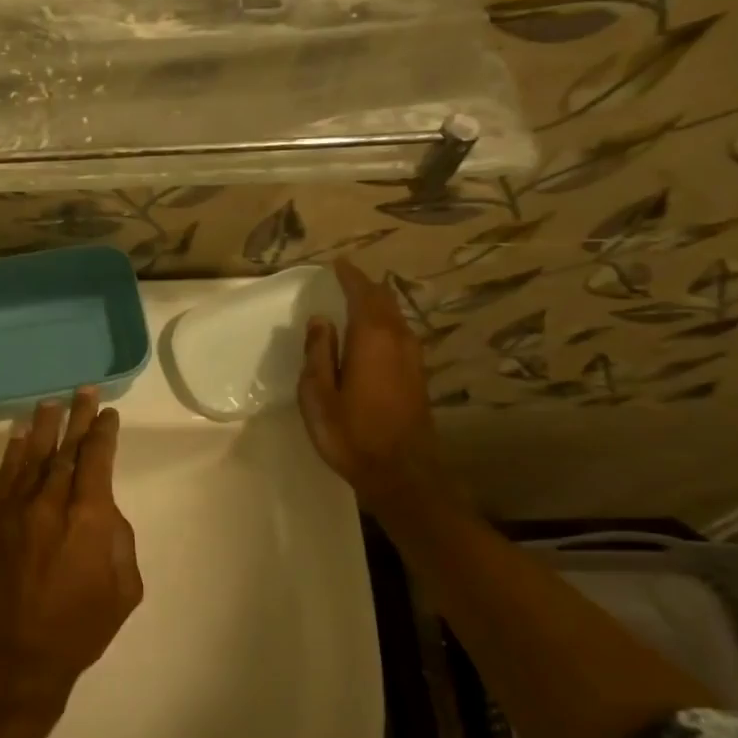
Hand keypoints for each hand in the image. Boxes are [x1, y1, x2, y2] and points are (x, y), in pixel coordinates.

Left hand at [0, 391, 141, 712]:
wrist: (17, 657)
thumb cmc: (79, 628)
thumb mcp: (124, 589)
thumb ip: (118, 539)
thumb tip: (102, 510)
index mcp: (89, 519)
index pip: (97, 460)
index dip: (103, 433)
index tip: (108, 414)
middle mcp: (51, 503)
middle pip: (66, 449)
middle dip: (78, 418)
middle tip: (85, 391)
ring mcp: (17, 510)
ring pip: (33, 456)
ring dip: (45, 427)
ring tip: (52, 402)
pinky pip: (5, 477)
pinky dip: (14, 453)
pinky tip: (20, 436)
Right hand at [298, 259, 456, 513]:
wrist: (403, 474)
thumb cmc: (352, 434)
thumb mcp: (318, 395)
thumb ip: (319, 353)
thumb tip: (321, 319)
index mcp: (372, 338)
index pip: (363, 294)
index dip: (350, 276)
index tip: (337, 263)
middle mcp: (398, 340)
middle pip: (384, 301)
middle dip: (365, 286)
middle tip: (345, 277)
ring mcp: (413, 358)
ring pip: (396, 317)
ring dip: (377, 303)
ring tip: (357, 298)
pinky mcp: (418, 375)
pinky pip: (400, 333)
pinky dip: (385, 322)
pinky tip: (372, 332)